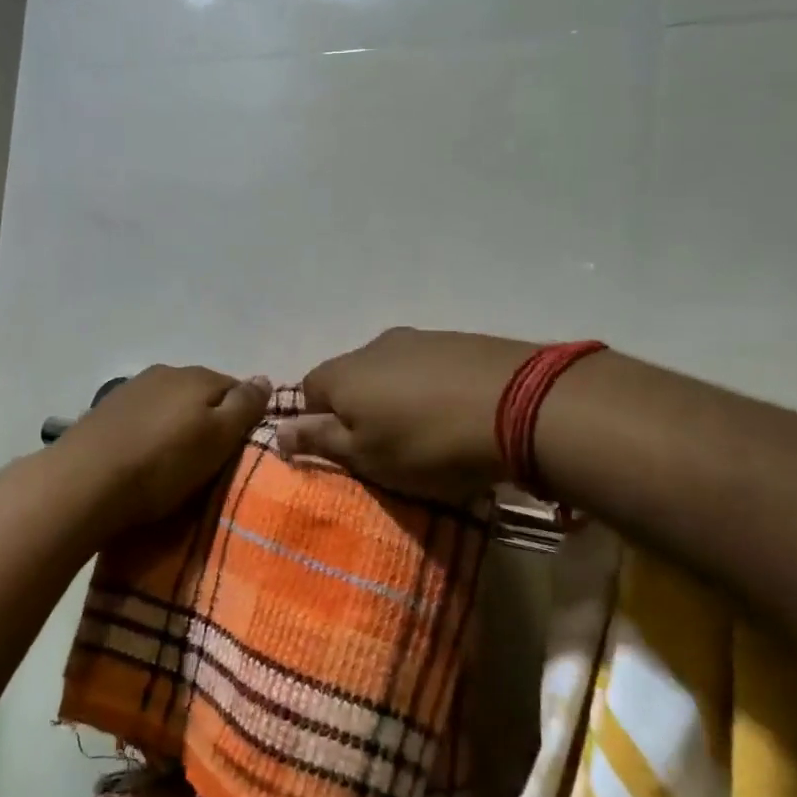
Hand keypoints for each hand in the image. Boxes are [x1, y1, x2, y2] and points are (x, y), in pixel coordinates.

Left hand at [54, 366, 270, 534]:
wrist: (84, 481)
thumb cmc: (163, 463)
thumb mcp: (218, 438)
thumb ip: (245, 406)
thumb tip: (265, 378)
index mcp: (198, 376)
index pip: (236, 388)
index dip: (244, 416)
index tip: (242, 448)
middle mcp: (166, 372)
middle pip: (202, 394)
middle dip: (210, 420)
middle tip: (212, 460)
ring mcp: (132, 390)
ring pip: (170, 405)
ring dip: (178, 426)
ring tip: (177, 463)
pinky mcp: (106, 412)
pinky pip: (144, 418)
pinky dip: (151, 434)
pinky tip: (145, 458)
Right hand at [279, 328, 537, 501]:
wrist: (519, 404)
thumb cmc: (428, 444)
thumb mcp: (368, 457)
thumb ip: (322, 441)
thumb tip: (277, 432)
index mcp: (344, 373)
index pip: (308, 390)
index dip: (320, 421)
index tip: (347, 451)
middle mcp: (374, 346)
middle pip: (352, 377)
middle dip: (361, 409)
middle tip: (388, 447)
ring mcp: (419, 338)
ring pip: (391, 370)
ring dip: (399, 397)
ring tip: (428, 432)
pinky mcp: (458, 340)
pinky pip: (428, 366)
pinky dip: (432, 387)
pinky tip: (457, 411)